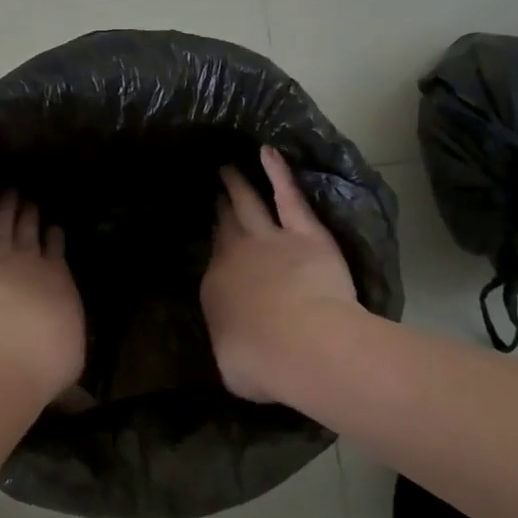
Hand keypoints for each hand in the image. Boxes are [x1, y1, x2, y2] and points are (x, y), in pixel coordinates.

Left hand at [0, 185, 84, 395]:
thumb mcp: (64, 374)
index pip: (55, 256)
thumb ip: (71, 387)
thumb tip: (88, 408)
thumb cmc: (43, 363)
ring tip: (10, 192)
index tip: (53, 229)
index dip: (53, 241)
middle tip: (28, 200)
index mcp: (57, 285)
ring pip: (2, 224)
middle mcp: (30, 263)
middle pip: (28, 233)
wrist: (8, 348)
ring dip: (7, 206)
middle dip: (29, 216)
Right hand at [202, 145, 358, 403]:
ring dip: (237, 185)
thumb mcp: (234, 365)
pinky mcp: (304, 233)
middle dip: (219, 208)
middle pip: (226, 226)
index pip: (215, 263)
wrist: (301, 344)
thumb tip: (235, 345)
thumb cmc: (262, 364)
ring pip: (248, 204)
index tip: (215, 239)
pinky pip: (288, 196)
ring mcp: (269, 240)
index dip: (216, 248)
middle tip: (214, 191)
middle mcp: (236, 256)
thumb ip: (232, 343)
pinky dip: (277, 173)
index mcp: (216, 288)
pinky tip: (268, 152)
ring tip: (228, 167)